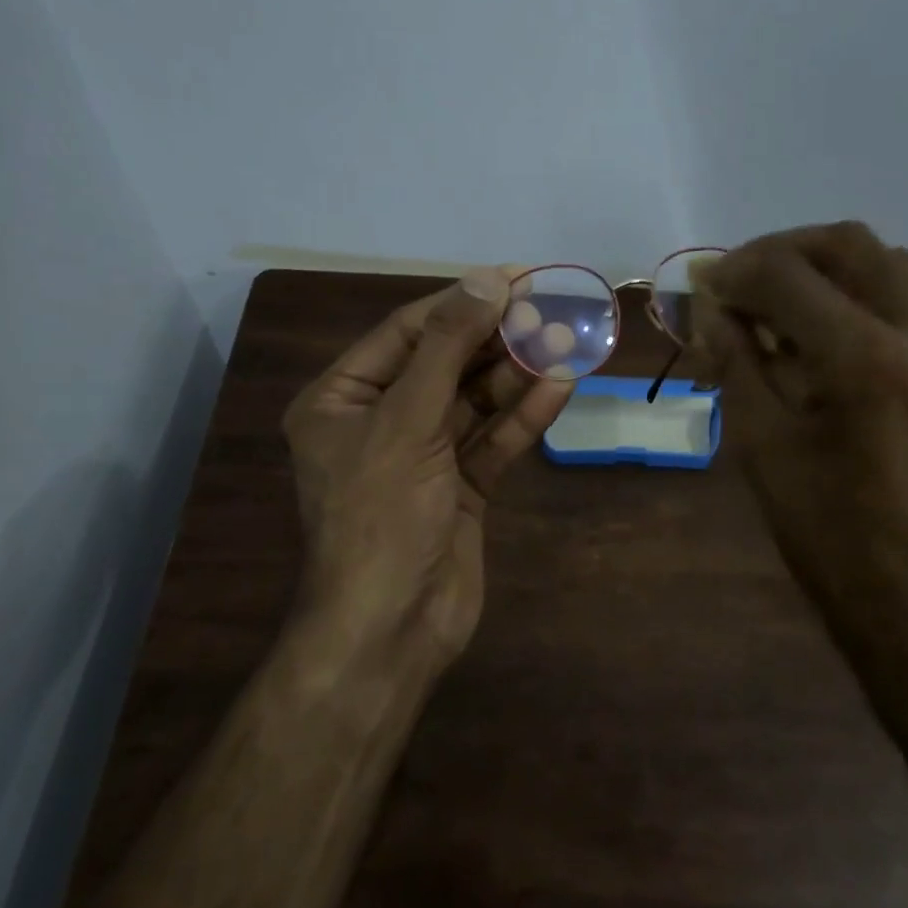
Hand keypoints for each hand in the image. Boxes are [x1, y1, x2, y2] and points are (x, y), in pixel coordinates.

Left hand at [281, 269, 573, 670]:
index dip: (462, 302)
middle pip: (445, 363)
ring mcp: (423, 456)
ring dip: (517, 374)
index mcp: (342, 399)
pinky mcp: (460, 487)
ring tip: (565, 342)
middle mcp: (380, 421)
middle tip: (551, 309)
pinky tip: (560, 386)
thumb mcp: (406, 422)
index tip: (516, 278)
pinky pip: (492, 440)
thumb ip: (446, 349)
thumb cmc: (381, 516)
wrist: (391, 629)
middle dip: (496, 338)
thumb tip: (484, 280)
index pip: (407, 332)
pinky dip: (524, 416)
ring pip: (474, 401)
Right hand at [687, 222, 907, 640]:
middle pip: (849, 243)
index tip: (704, 288)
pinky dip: (874, 297)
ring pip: (895, 264)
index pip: (787, 274)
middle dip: (784, 252)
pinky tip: (844, 339)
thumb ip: (736, 365)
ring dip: (833, 270)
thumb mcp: (765, 451)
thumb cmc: (833, 541)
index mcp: (866, 360)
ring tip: (791, 309)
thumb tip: (709, 309)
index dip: (734, 271)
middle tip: (744, 284)